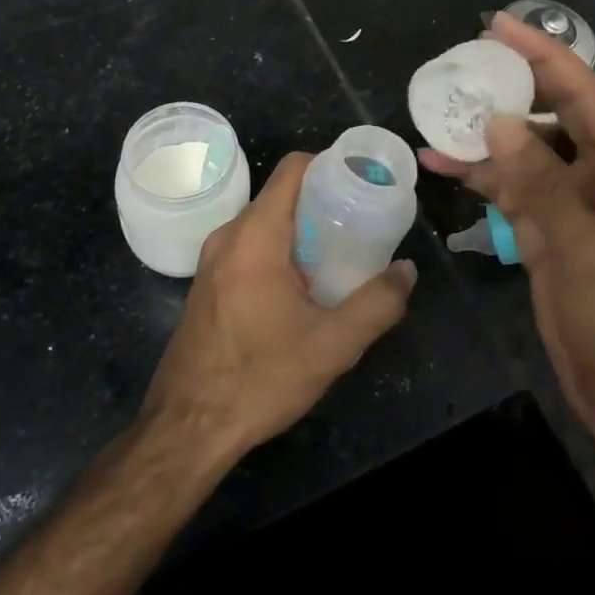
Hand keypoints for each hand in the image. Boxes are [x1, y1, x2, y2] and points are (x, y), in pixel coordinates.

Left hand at [142, 151, 416, 460]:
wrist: (187, 428)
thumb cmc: (259, 377)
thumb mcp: (332, 345)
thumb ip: (377, 304)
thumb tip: (407, 271)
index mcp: (255, 235)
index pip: (293, 169)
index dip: (330, 166)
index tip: (362, 184)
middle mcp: (229, 235)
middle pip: (281, 195)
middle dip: (322, 201)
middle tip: (360, 222)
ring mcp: (212, 260)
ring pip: (264, 223)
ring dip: (300, 228)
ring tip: (338, 253)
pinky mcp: (207, 283)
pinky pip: (249, 246)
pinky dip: (279, 249)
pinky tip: (303, 285)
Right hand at [421, 13, 594, 451]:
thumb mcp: (582, 249)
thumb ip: (540, 182)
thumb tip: (498, 123)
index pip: (583, 93)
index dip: (543, 54)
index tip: (499, 25)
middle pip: (552, 111)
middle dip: (511, 83)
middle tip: (464, 61)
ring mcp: (569, 201)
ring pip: (524, 148)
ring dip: (485, 132)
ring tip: (439, 111)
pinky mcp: (545, 227)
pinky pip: (509, 185)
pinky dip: (478, 173)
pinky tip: (439, 164)